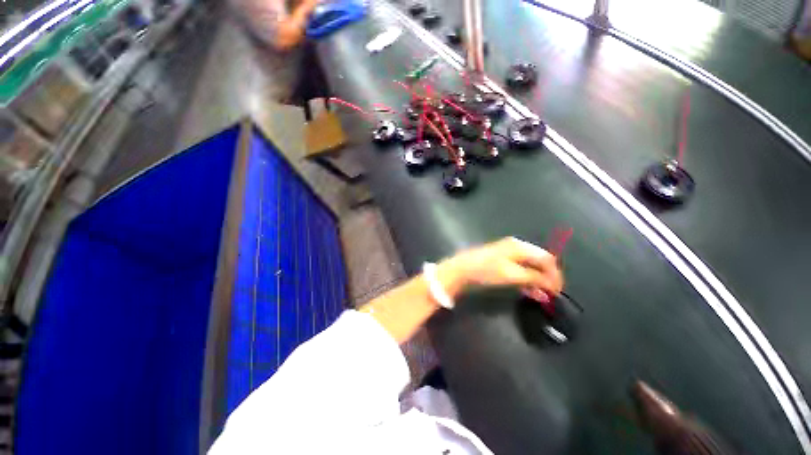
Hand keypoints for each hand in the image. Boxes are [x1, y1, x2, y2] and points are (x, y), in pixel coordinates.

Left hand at [435, 237, 563, 299]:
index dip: (555, 275)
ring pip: (530, 267)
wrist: (461, 270)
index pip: (546, 258)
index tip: (558, 291)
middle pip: (539, 262)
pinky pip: (520, 270)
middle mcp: (516, 247)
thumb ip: (533, 277)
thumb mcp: (511, 274)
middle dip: (547, 278)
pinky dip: (527, 280)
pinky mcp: (501, 263)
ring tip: (542, 296)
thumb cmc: (486, 270)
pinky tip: (530, 291)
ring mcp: (508, 255)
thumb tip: (551, 284)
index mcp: (520, 246)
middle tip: (551, 295)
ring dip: (538, 281)